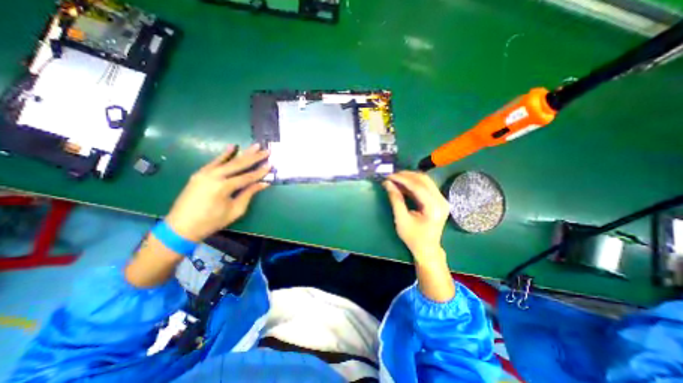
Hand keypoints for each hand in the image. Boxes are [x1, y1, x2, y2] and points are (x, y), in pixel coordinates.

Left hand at [166, 143, 272, 241]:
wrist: (181, 227)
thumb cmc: (212, 221)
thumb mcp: (235, 210)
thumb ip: (249, 194)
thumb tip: (263, 184)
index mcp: (223, 187)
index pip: (247, 177)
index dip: (260, 172)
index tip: (271, 165)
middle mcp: (214, 176)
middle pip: (239, 164)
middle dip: (255, 157)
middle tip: (267, 150)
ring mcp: (205, 173)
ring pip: (229, 160)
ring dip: (244, 153)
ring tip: (255, 145)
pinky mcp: (200, 173)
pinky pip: (215, 161)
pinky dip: (224, 154)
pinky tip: (232, 147)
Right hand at [381, 173, 451, 264]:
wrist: (427, 248)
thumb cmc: (413, 237)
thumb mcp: (401, 219)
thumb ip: (396, 200)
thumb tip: (388, 183)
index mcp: (434, 208)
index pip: (418, 186)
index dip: (402, 179)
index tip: (389, 176)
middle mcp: (441, 200)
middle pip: (424, 180)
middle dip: (406, 176)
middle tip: (391, 176)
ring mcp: (442, 199)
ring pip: (425, 181)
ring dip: (409, 178)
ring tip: (395, 179)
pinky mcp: (438, 200)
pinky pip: (425, 186)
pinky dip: (413, 184)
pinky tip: (403, 185)